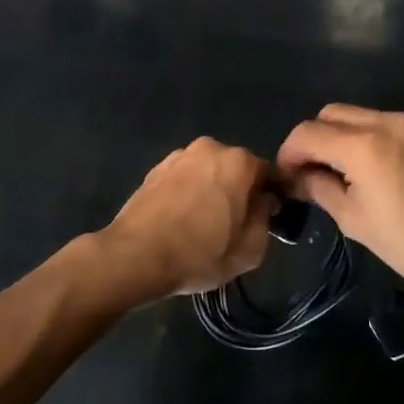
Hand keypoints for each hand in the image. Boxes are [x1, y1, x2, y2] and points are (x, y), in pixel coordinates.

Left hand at [103, 138, 276, 299]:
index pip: (266, 174)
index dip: (267, 197)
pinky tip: (179, 220)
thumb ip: (264, 220)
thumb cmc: (199, 254)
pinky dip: (186, 193)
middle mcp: (209, 148)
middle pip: (234, 169)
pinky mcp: (154, 169)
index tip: (262, 219)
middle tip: (232, 225)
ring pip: (206, 172)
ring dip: (209, 190)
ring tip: (201, 224)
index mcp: (238, 162)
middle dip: (237, 190)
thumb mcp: (250, 250)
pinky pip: (182, 179)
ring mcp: (178, 156)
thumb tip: (262, 203)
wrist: (136, 255)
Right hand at [277, 105, 403, 310]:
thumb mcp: (355, 220)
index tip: (286, 176)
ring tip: (341, 173)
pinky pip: (384, 125)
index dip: (289, 152)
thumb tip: (298, 177)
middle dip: (313, 139)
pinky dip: (367, 139)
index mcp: (362, 145)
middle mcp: (386, 122)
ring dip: (340, 137)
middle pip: (330, 114)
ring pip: (358, 116)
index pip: (308, 133)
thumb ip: (320, 188)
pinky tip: (373, 172)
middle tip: (310, 172)